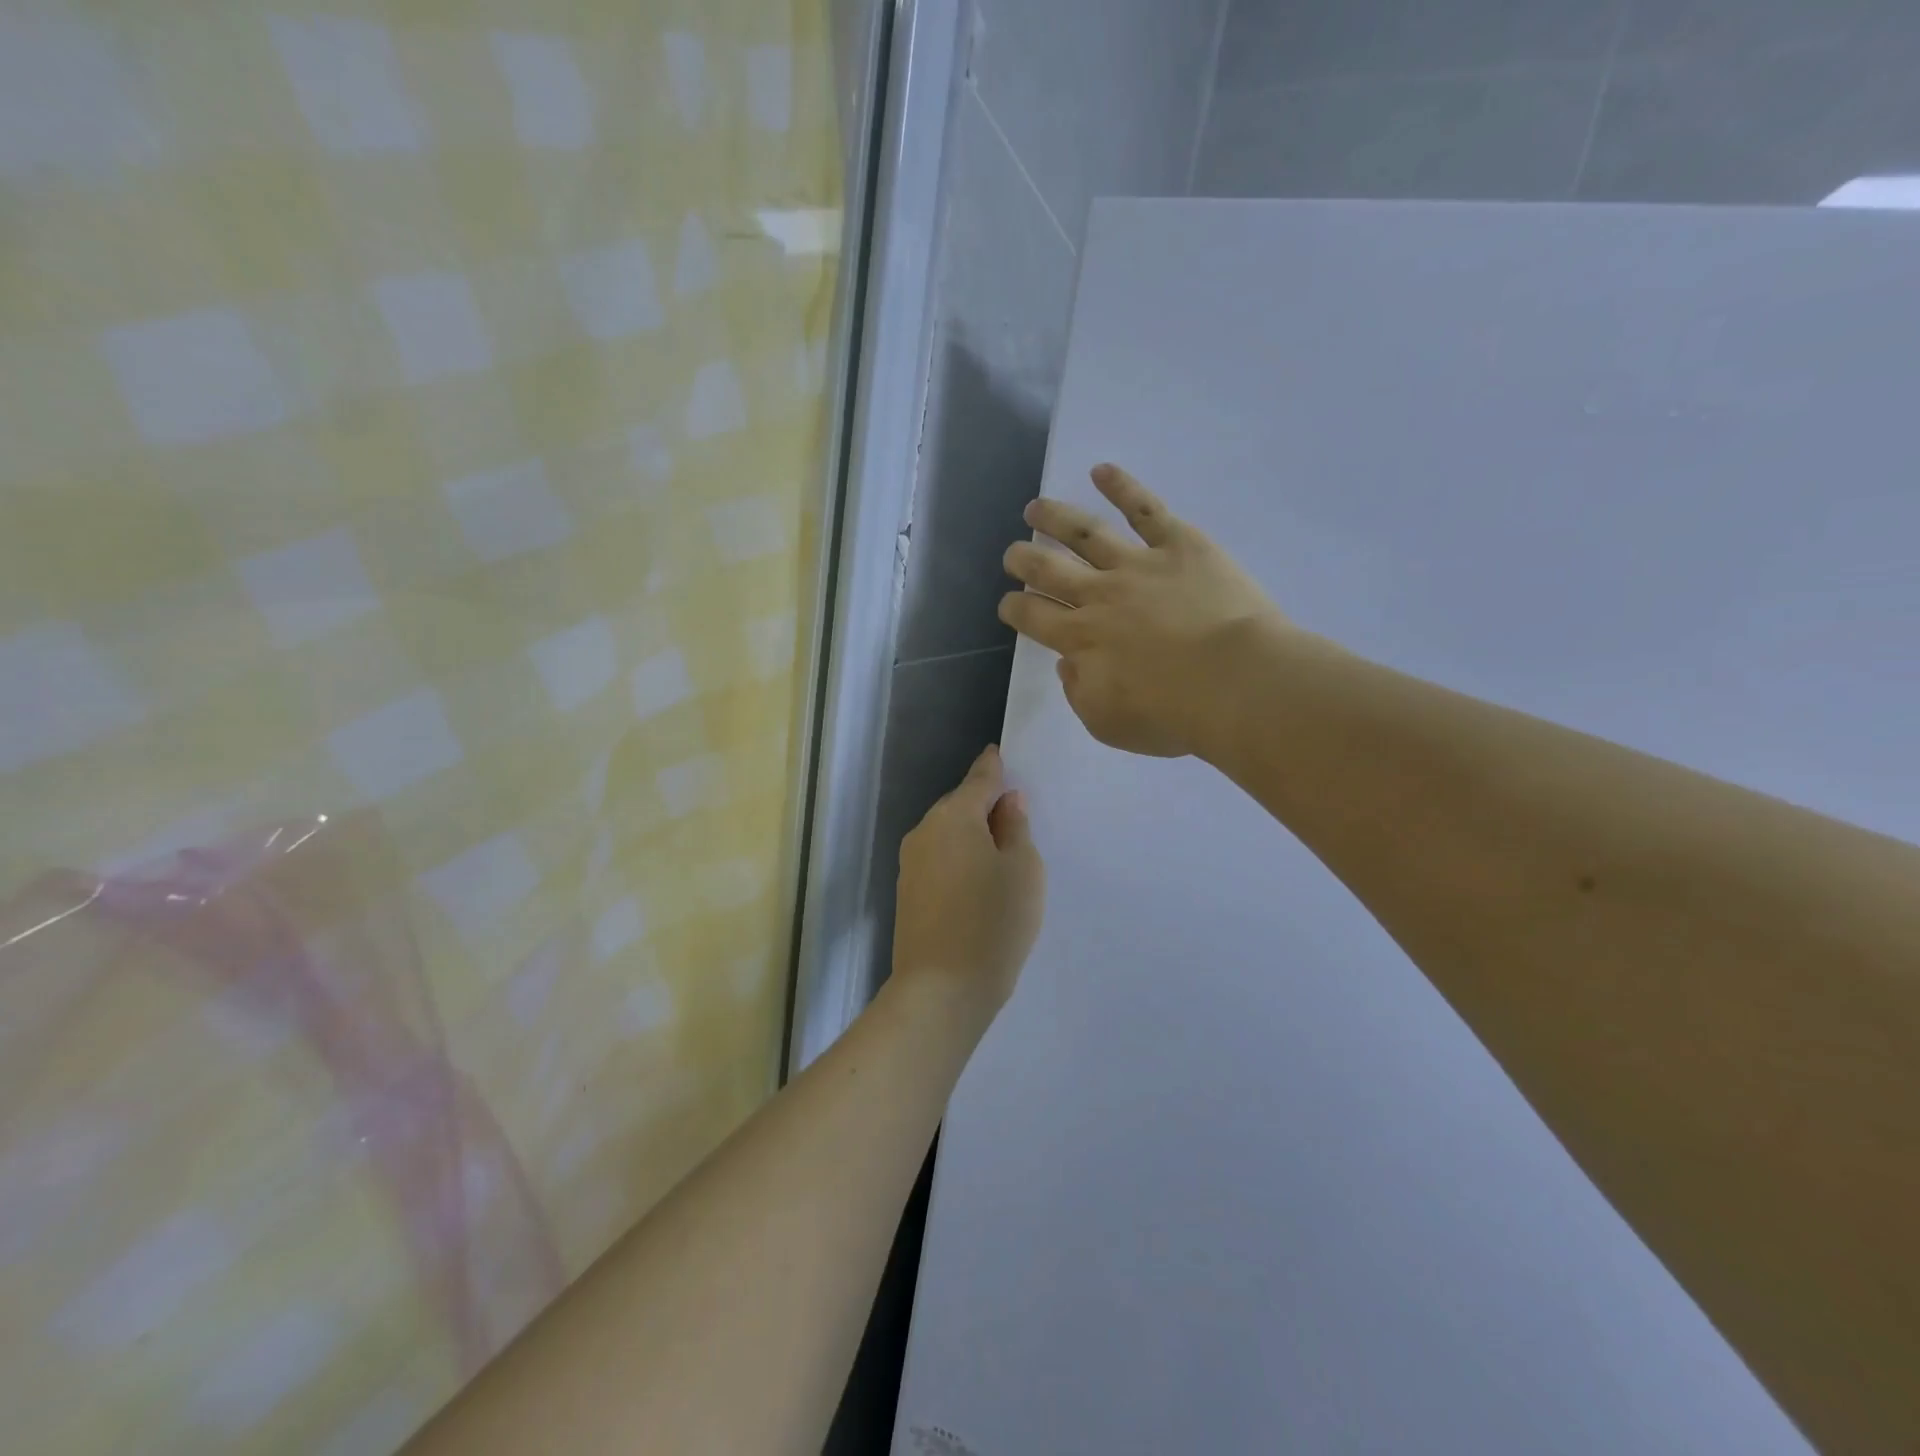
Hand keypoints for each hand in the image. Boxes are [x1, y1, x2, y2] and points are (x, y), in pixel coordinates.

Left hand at [892, 747, 1045, 1025]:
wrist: (941, 990)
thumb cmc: (993, 922)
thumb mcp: (1023, 870)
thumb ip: (1016, 828)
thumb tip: (1005, 804)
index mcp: (953, 816)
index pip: (979, 779)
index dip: (994, 768)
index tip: (1000, 755)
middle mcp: (924, 832)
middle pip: (960, 807)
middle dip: (985, 807)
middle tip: (1017, 819)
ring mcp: (910, 864)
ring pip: (948, 836)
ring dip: (972, 838)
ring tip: (1002, 857)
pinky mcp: (907, 894)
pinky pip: (940, 862)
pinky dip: (960, 862)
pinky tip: (978, 884)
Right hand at [999, 464, 1284, 757]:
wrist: (1236, 683)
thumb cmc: (1173, 713)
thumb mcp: (1108, 724)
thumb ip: (1078, 692)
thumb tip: (1067, 663)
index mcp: (1080, 639)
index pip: (1032, 615)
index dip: (1014, 607)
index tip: (1009, 604)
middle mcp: (1099, 595)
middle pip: (1048, 569)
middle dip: (1023, 559)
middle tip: (1013, 554)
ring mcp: (1138, 565)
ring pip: (1085, 533)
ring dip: (1055, 518)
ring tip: (1036, 508)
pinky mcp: (1179, 545)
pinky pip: (1145, 509)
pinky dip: (1121, 487)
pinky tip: (1101, 471)